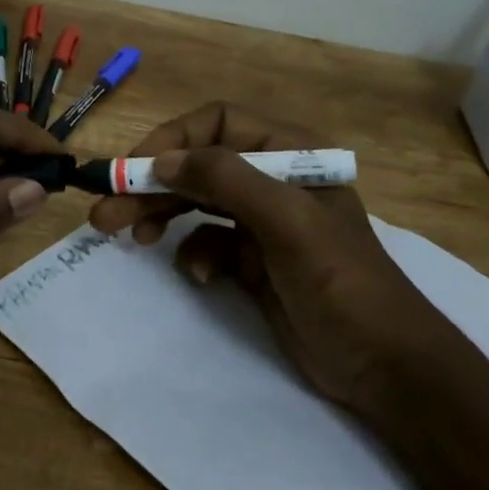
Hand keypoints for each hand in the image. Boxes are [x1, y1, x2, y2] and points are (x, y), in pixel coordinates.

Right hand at [88, 102, 449, 408]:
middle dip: (151, 185)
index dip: (173, 140)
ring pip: (195, 203)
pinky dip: (195, 255)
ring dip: (160, 216)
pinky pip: (206, 242)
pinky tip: (201, 276)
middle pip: (198, 166)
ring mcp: (261, 222)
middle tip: (105, 211)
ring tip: (125, 236)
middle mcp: (273, 179)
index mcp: (291, 153)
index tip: (136, 170)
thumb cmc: (342, 283)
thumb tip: (161, 160)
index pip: (218, 123)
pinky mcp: (251, 260)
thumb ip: (227, 180)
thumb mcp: (287, 222)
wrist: (383, 366)